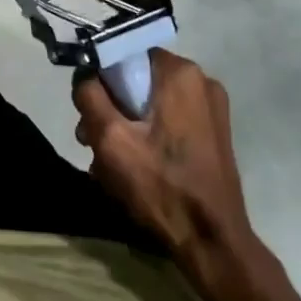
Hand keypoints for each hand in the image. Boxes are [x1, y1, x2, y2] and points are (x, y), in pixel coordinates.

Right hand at [75, 50, 254, 259]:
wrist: (215, 245)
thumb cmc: (161, 186)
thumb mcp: (111, 139)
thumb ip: (90, 96)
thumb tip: (85, 76)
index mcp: (180, 72)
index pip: (125, 54)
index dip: (101, 81)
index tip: (90, 114)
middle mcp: (201, 80)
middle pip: (138, 80)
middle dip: (112, 109)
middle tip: (93, 142)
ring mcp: (212, 109)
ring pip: (152, 103)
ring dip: (128, 126)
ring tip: (110, 163)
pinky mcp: (215, 134)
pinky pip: (170, 120)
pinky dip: (150, 136)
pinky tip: (137, 167)